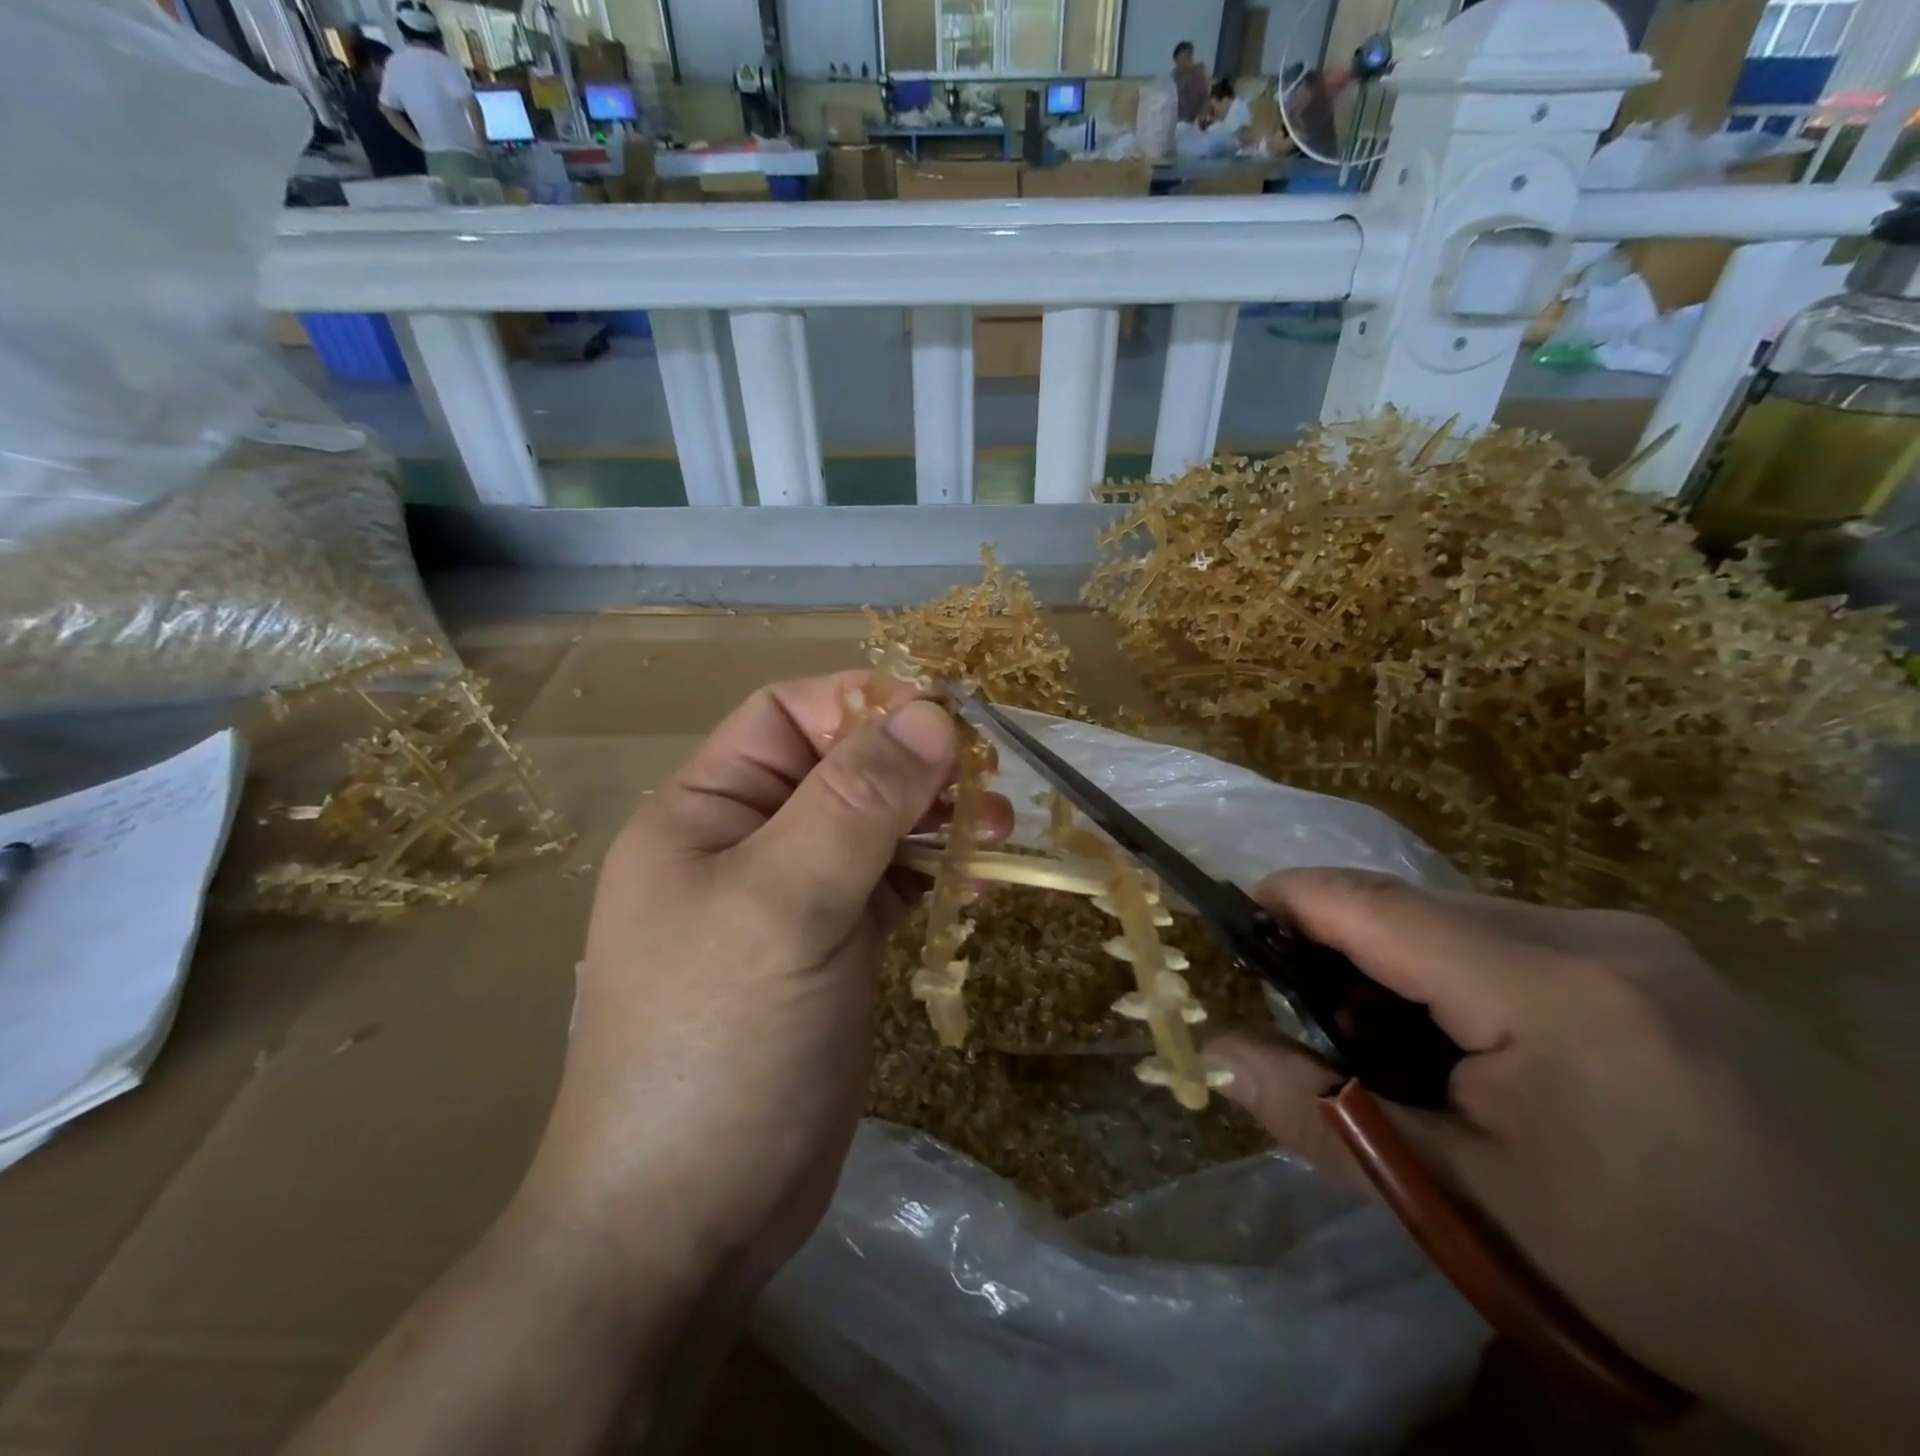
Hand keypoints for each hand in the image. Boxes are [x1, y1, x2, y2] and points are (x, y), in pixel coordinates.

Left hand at [515, 672, 997, 1300]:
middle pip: (842, 768)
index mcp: (708, 809)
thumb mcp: (785, 903)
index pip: (790, 716)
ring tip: (997, 830)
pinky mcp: (832, 948)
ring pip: (874, 827)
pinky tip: (976, 887)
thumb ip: (857, 801)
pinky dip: (933, 876)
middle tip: (988, 785)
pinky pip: (889, 885)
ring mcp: (792, 898)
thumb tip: (933, 714)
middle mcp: (747, 841)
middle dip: (915, 767)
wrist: (688, 1219)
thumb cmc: (719, 1043)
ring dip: (935, 821)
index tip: (947, 721)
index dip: (865, 704)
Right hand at [1206, 870, 1919, 1449]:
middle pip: (1416, 908)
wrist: (1882, 1351)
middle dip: (1346, 951)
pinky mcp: (1658, 963)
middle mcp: (1598, 935)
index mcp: (1553, 988)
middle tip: (1317, 1026)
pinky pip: (1514, 939)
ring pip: (1462, 921)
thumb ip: (1323, 1116)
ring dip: (1403, 967)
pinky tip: (1475, 1049)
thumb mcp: (1462, 1203)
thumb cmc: (1649, 1275)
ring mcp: (1639, 943)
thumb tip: (1216, 1053)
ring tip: (1397, 1050)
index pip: (1378, 906)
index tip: (1232, 918)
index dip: (1292, 899)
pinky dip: (1461, 976)